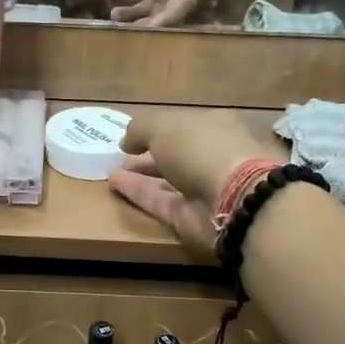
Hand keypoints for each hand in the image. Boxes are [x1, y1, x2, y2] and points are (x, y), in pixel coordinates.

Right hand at [106, 108, 283, 256]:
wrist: (232, 198)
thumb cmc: (201, 149)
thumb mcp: (164, 126)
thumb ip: (141, 129)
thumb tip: (126, 142)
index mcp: (215, 127)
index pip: (185, 126)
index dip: (159, 130)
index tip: (133, 135)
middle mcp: (211, 156)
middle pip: (177, 155)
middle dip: (149, 154)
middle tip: (122, 156)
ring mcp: (203, 189)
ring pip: (167, 180)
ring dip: (140, 175)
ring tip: (112, 169)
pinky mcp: (190, 217)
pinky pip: (159, 201)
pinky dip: (137, 193)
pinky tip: (114, 183)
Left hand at [113, 0, 205, 26]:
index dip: (168, 16)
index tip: (149, 27)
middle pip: (173, 12)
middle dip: (150, 24)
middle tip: (124, 30)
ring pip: (161, 13)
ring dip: (140, 20)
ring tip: (115, 20)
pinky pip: (153, 7)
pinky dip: (137, 12)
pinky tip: (118, 14)